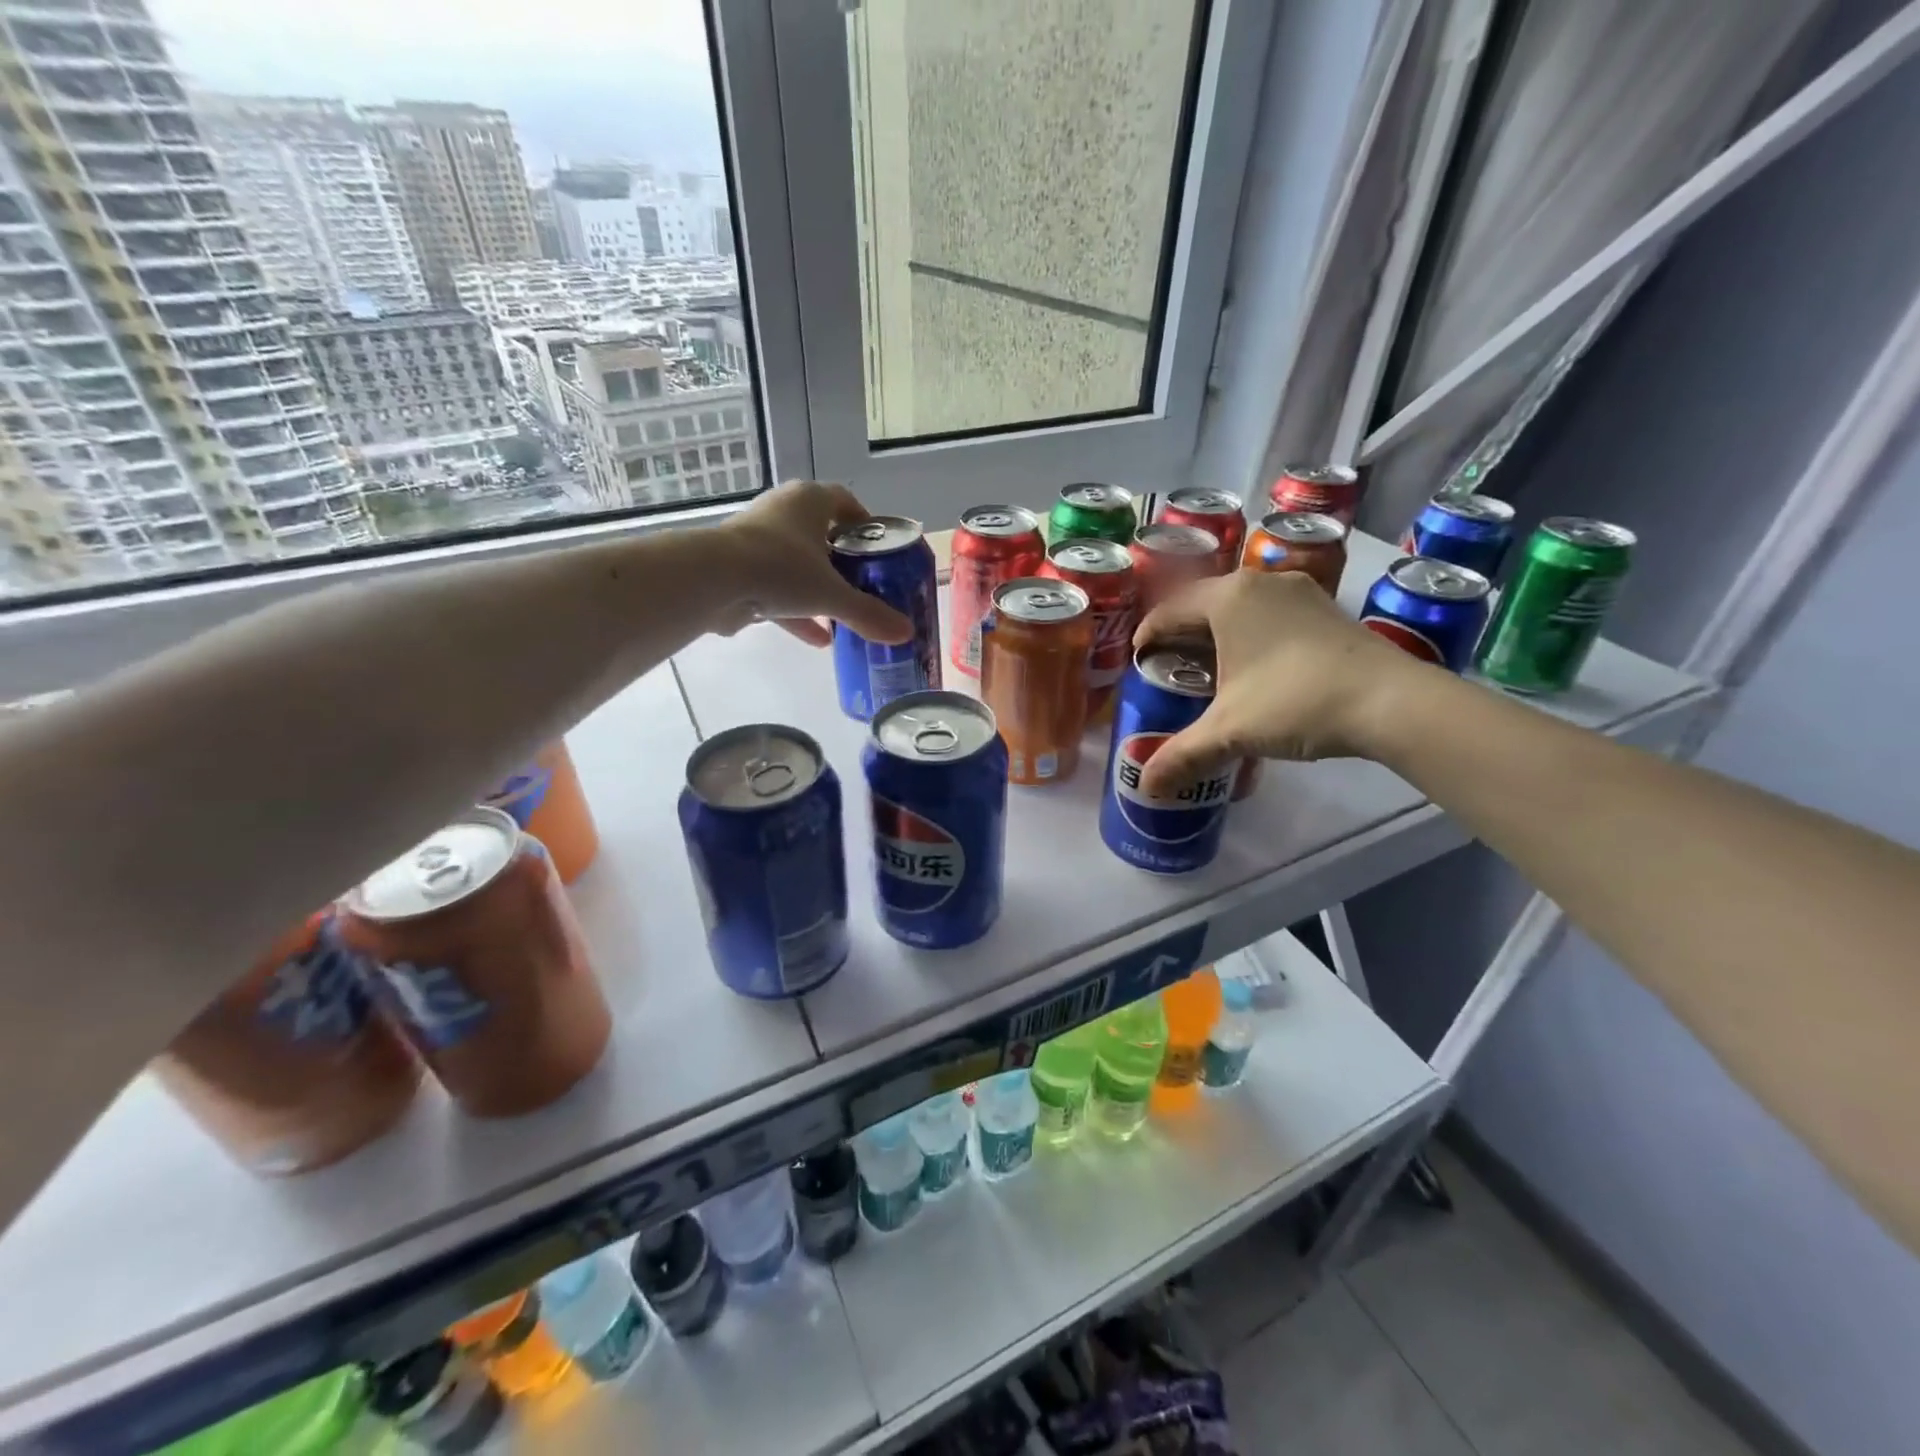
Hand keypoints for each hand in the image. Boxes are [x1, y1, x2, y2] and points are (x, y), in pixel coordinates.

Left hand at [715, 480, 912, 646]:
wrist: (712, 580)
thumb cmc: (780, 569)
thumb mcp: (832, 595)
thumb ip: (869, 614)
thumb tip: (906, 633)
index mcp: (809, 501)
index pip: (845, 501)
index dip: (865, 523)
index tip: (878, 548)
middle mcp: (782, 512)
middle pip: (822, 535)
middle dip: (843, 563)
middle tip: (864, 586)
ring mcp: (757, 539)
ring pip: (797, 564)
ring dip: (819, 591)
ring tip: (843, 618)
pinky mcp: (738, 568)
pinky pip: (775, 588)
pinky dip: (796, 611)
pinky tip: (819, 639)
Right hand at [1131, 570, 1425, 795]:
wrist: (1391, 701)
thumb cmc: (1295, 701)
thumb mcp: (1230, 731)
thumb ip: (1182, 755)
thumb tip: (1145, 786)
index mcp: (1227, 598)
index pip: (1168, 610)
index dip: (1147, 636)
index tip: (1138, 661)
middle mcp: (1260, 582)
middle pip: (1203, 603)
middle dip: (1181, 634)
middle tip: (1167, 666)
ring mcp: (1298, 591)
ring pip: (1240, 606)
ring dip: (1218, 632)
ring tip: (1208, 667)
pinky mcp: (1326, 608)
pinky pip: (1270, 613)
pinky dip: (1252, 633)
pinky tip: (1255, 666)